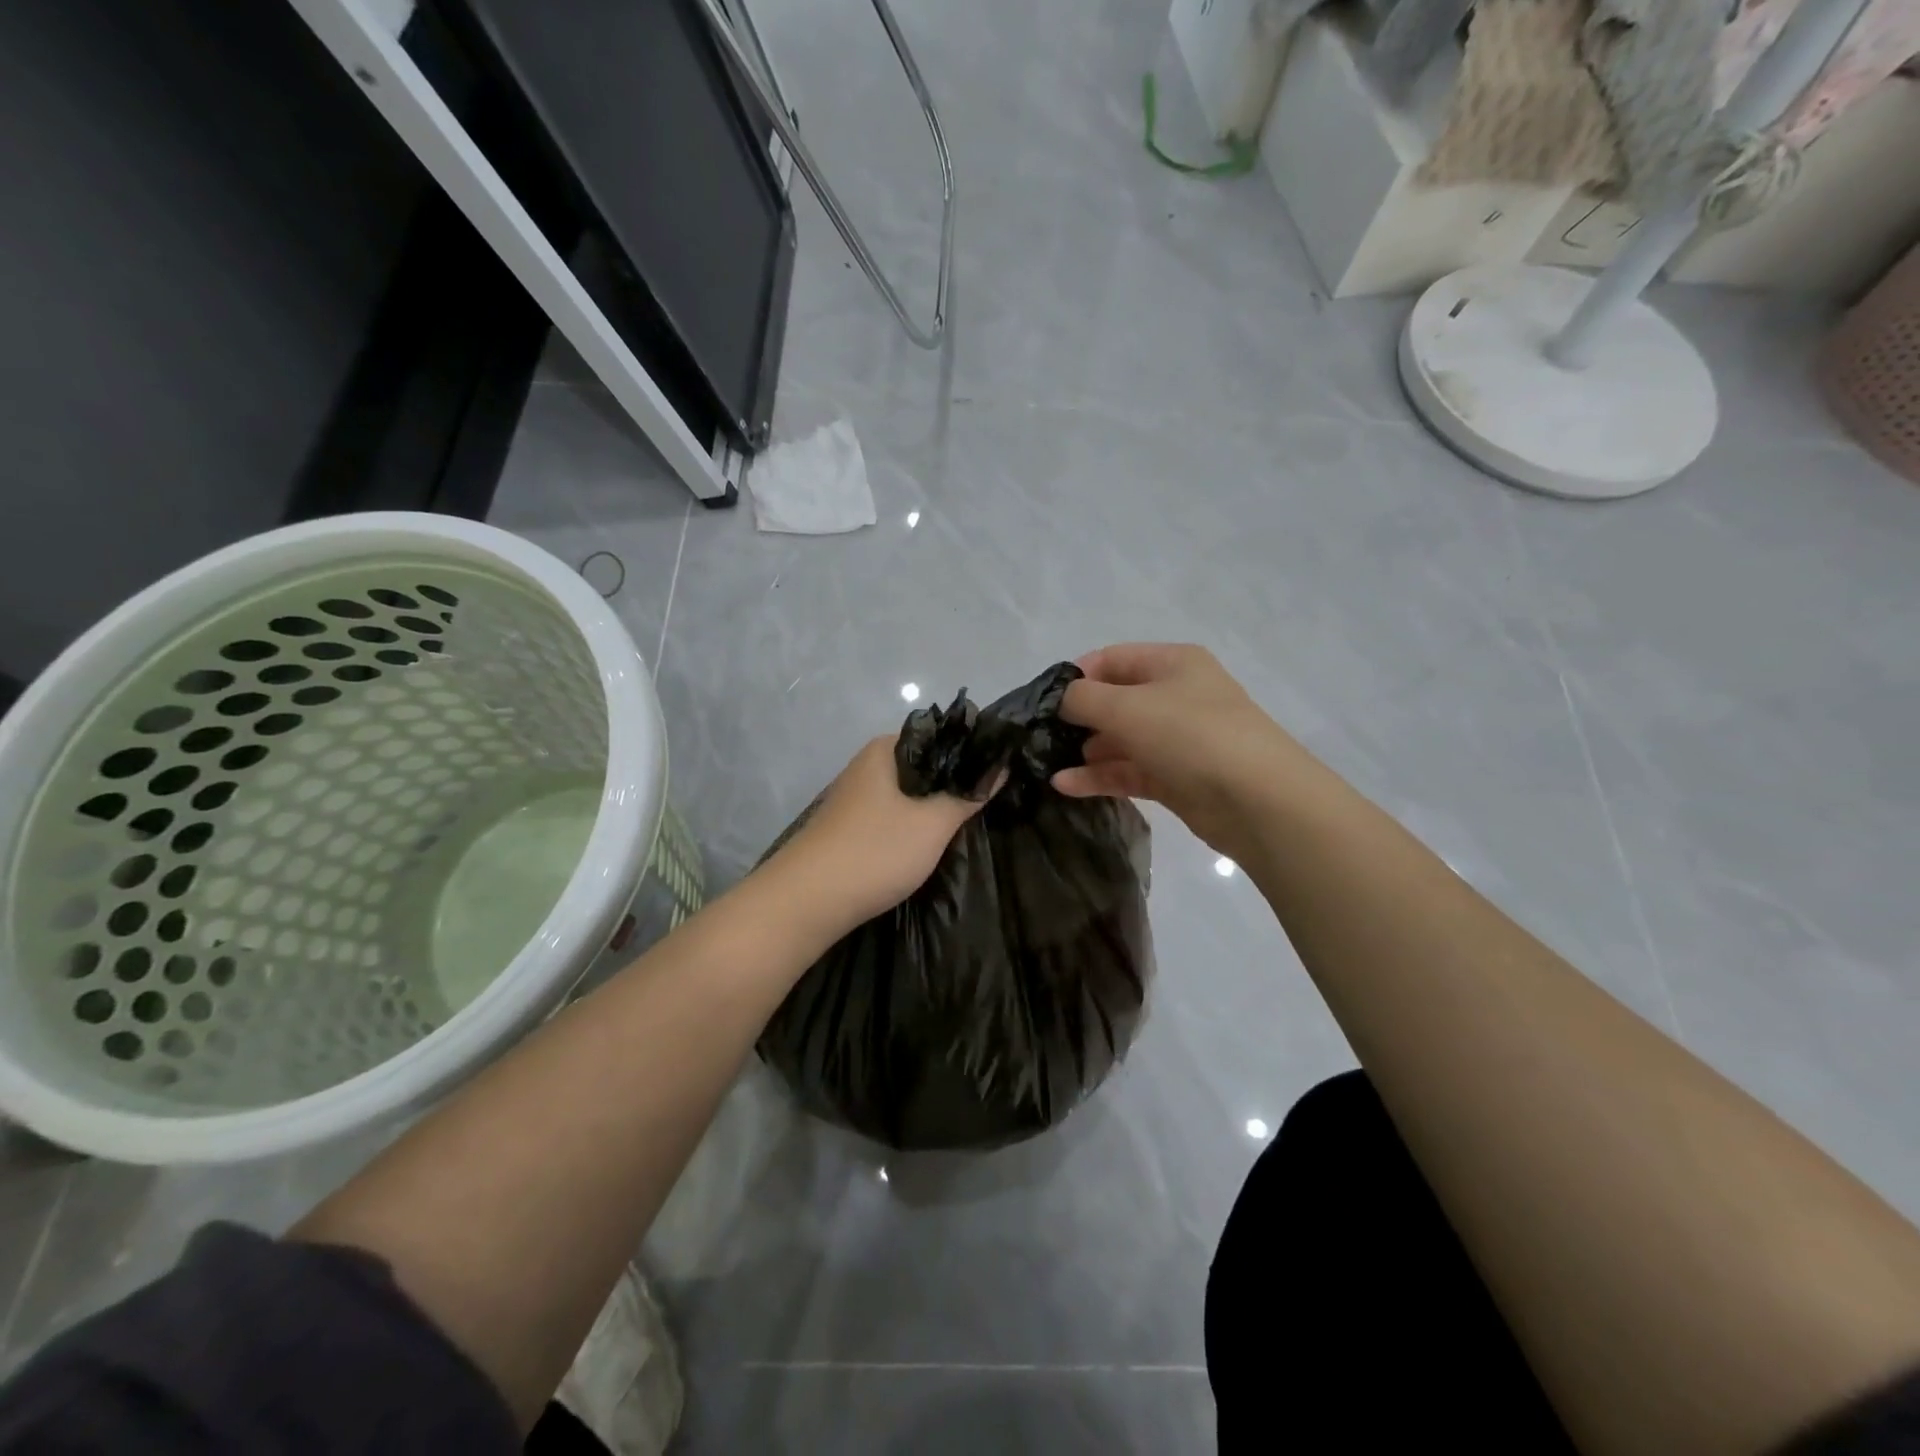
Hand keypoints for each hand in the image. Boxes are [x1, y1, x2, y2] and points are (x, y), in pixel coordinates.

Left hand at [762, 736, 991, 936]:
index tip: (1002, 770)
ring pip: (908, 793)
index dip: (971, 751)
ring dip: (933, 806)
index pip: (939, 735)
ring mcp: (855, 797)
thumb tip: (1001, 767)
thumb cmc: (875, 852)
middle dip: (954, 782)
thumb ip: (968, 795)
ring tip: (968, 822)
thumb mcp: (933, 824)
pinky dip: (913, 825)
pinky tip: (930, 842)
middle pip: (923, 765)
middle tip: (991, 800)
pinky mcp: (849, 827)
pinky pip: (892, 816)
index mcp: (885, 750)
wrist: (806, 902)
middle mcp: (867, 765)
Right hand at [1051, 643, 1314, 859]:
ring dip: (1085, 751)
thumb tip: (1063, 700)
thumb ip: (1084, 698)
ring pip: (1121, 740)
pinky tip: (1065, 786)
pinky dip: (1100, 776)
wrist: (1257, 800)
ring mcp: (1177, 739)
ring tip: (1046, 764)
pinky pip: (1129, 770)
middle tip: (1040, 737)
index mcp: (1172, 663)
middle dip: (1078, 718)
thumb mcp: (1127, 706)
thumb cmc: (1190, 735)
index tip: (1044, 702)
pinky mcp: (1176, 778)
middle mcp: (1176, 695)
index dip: (1077, 676)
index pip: (1112, 659)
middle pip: (1115, 700)